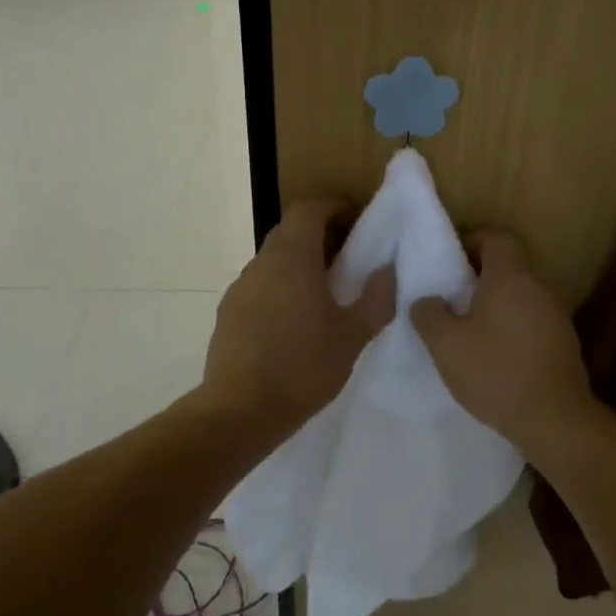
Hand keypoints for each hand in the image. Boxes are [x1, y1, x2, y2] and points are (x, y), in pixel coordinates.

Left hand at [201, 197, 395, 430]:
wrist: (241, 409)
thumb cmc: (304, 366)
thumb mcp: (353, 335)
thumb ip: (377, 298)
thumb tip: (387, 271)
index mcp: (293, 257)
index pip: (308, 208)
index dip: (333, 206)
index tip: (355, 221)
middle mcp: (262, 263)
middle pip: (289, 231)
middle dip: (319, 235)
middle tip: (347, 258)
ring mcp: (240, 288)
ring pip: (273, 260)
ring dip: (298, 264)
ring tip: (322, 294)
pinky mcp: (228, 313)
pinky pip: (259, 286)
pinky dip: (279, 288)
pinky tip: (293, 323)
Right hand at [411, 229, 595, 445]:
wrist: (554, 420)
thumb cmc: (495, 372)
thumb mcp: (445, 344)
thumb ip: (428, 314)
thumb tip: (427, 301)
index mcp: (511, 277)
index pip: (496, 236)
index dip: (472, 239)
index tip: (449, 258)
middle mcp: (538, 287)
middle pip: (509, 264)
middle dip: (479, 273)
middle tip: (451, 294)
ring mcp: (556, 315)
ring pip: (521, 293)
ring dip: (496, 302)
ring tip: (468, 326)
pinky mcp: (563, 342)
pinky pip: (532, 319)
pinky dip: (511, 324)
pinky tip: (494, 353)